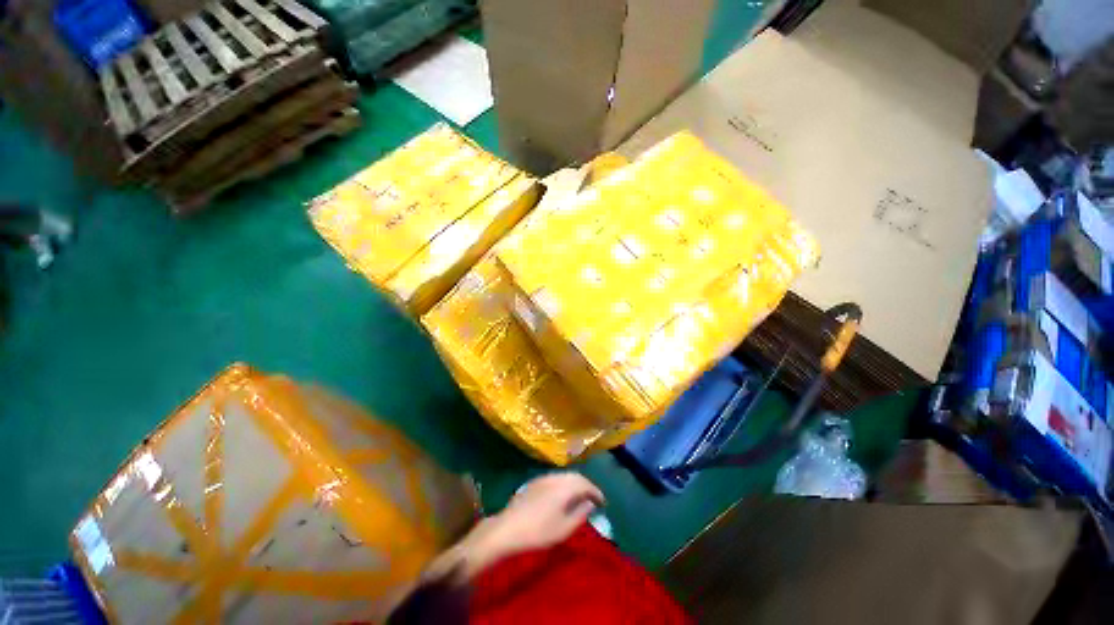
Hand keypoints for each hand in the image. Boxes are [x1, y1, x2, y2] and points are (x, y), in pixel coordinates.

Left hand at [481, 472, 604, 555]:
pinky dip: (564, 483)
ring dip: (575, 483)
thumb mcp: (564, 528)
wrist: (508, 528)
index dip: (596, 492)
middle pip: (576, 476)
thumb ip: (580, 514)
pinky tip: (563, 495)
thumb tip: (590, 504)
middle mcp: (556, 477)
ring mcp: (544, 477)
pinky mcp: (535, 481)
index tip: (603, 502)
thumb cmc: (539, 532)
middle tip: (593, 498)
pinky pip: (556, 478)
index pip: (586, 484)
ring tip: (580, 497)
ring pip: (565, 476)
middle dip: (586, 486)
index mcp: (565, 487)